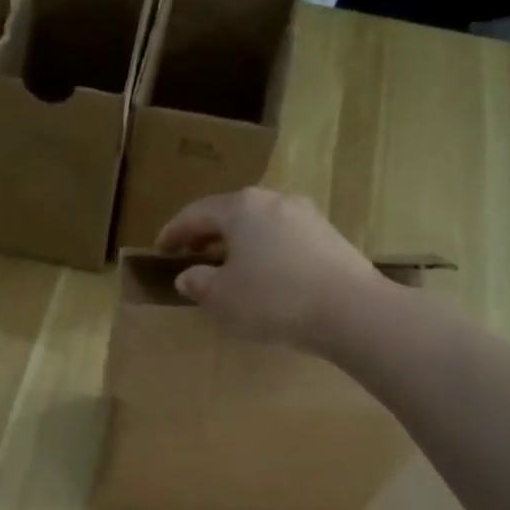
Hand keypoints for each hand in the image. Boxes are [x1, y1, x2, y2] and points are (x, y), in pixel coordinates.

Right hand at [153, 188, 384, 352]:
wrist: (351, 310)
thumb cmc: (273, 298)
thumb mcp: (222, 297)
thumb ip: (198, 283)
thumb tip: (187, 276)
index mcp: (241, 207)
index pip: (196, 213)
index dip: (173, 231)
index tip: (158, 249)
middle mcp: (273, 200)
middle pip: (229, 212)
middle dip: (205, 233)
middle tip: (188, 253)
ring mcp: (305, 215)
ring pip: (258, 223)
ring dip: (236, 242)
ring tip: (225, 265)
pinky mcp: (328, 235)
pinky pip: (282, 236)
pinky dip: (262, 250)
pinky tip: (262, 274)